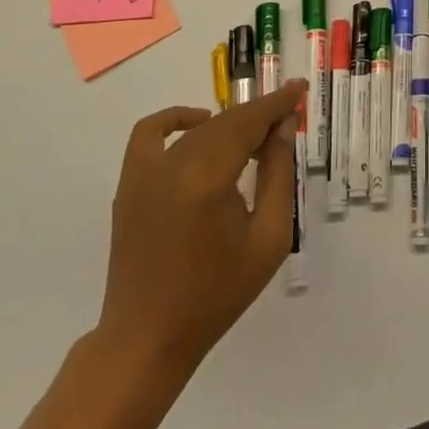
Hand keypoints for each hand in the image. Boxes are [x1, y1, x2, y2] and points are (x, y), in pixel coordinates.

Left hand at [95, 81, 304, 378]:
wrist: (148, 338)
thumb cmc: (216, 294)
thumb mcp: (268, 238)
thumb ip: (277, 175)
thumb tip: (282, 127)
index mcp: (209, 178)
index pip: (249, 123)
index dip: (277, 103)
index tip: (300, 89)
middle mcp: (174, 164)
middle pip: (226, 123)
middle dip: (259, 116)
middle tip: (286, 120)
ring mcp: (145, 172)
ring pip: (198, 130)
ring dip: (230, 125)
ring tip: (255, 139)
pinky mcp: (129, 183)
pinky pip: (149, 133)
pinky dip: (175, 119)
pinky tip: (199, 124)